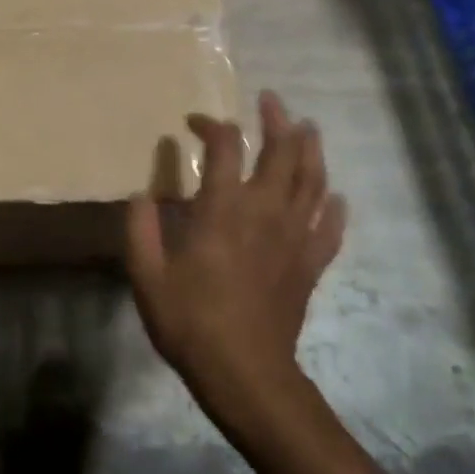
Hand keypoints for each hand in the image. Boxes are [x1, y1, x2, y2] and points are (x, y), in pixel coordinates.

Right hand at [126, 91, 346, 435]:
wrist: (245, 373)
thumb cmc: (190, 321)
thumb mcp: (146, 275)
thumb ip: (140, 229)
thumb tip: (142, 194)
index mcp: (223, 209)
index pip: (225, 147)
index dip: (212, 126)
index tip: (194, 123)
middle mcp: (264, 212)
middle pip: (281, 152)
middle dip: (277, 120)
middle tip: (271, 100)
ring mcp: (294, 238)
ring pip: (312, 181)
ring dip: (311, 150)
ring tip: (307, 128)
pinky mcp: (310, 265)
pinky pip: (329, 228)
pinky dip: (333, 208)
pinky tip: (333, 197)